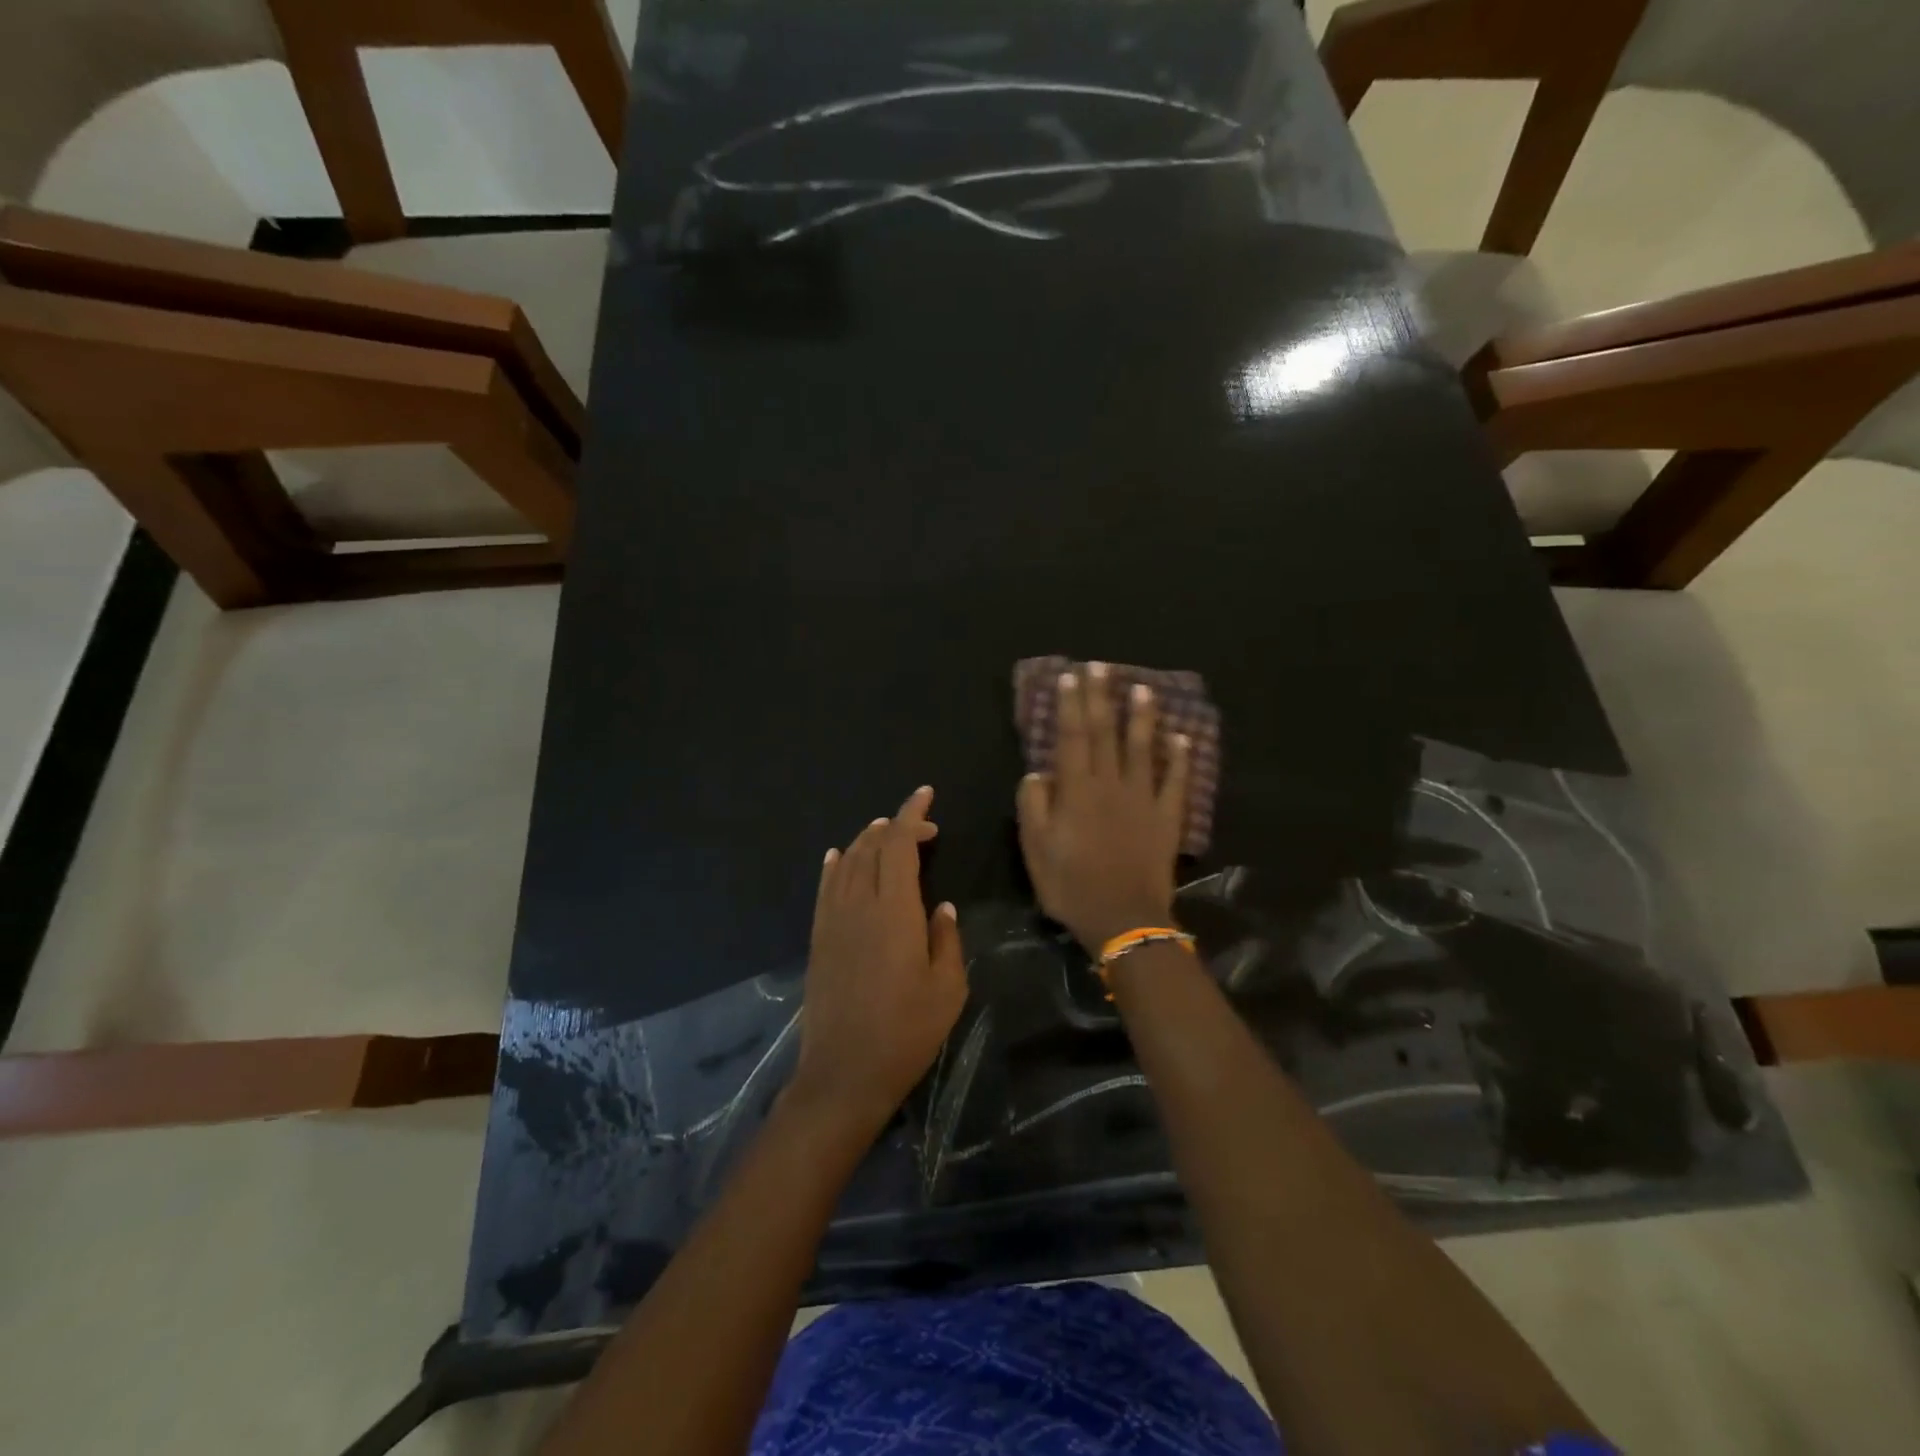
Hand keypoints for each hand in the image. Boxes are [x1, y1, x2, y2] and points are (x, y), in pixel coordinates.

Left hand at [790, 786, 967, 1133]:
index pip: (898, 844)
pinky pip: (825, 887)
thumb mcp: (947, 989)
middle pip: (871, 846)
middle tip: (925, 828)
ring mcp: (832, 920)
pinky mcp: (818, 938)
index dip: (913, 815)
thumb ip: (946, 939)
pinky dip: (834, 865)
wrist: (843, 1074)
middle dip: (897, 826)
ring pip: (846, 861)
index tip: (927, 797)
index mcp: (894, 910)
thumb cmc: (906, 1033)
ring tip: (887, 834)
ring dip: (867, 840)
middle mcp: (858, 904)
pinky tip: (838, 857)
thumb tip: (941, 907)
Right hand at [1017, 663, 1191, 954]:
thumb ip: (1034, 806)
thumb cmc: (1072, 886)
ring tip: (1142, 688)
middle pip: (1105, 732)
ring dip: (1141, 716)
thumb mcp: (1036, 850)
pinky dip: (1181, 757)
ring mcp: (1144, 799)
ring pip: (1143, 748)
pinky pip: (1176, 781)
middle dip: (1101, 697)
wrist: (1124, 919)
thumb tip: (1038, 773)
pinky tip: (1183, 736)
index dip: (1071, 704)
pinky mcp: (1167, 817)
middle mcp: (1111, 784)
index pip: (1072, 737)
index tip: (1071, 675)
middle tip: (1102, 666)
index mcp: (1077, 790)